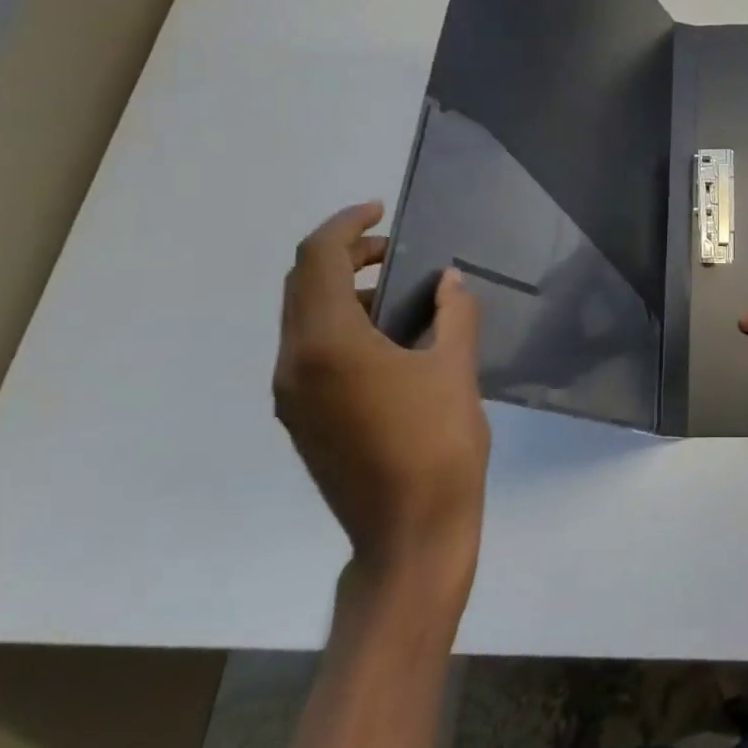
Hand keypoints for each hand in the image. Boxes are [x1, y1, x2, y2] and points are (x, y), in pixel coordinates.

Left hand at [275, 202, 489, 586]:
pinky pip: (310, 351)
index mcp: (328, 345)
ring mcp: (292, 397)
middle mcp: (295, 364)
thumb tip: (448, 281)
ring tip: (400, 295)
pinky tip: (388, 340)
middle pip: (302, 285)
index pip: (318, 259)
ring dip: (343, 291)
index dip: (347, 224)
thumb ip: (453, 313)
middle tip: (395, 250)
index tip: (383, 210)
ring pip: (303, 319)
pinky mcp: (302, 420)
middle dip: (345, 254)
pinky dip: (341, 326)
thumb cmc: (437, 446)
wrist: (408, 537)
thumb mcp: (455, 369)